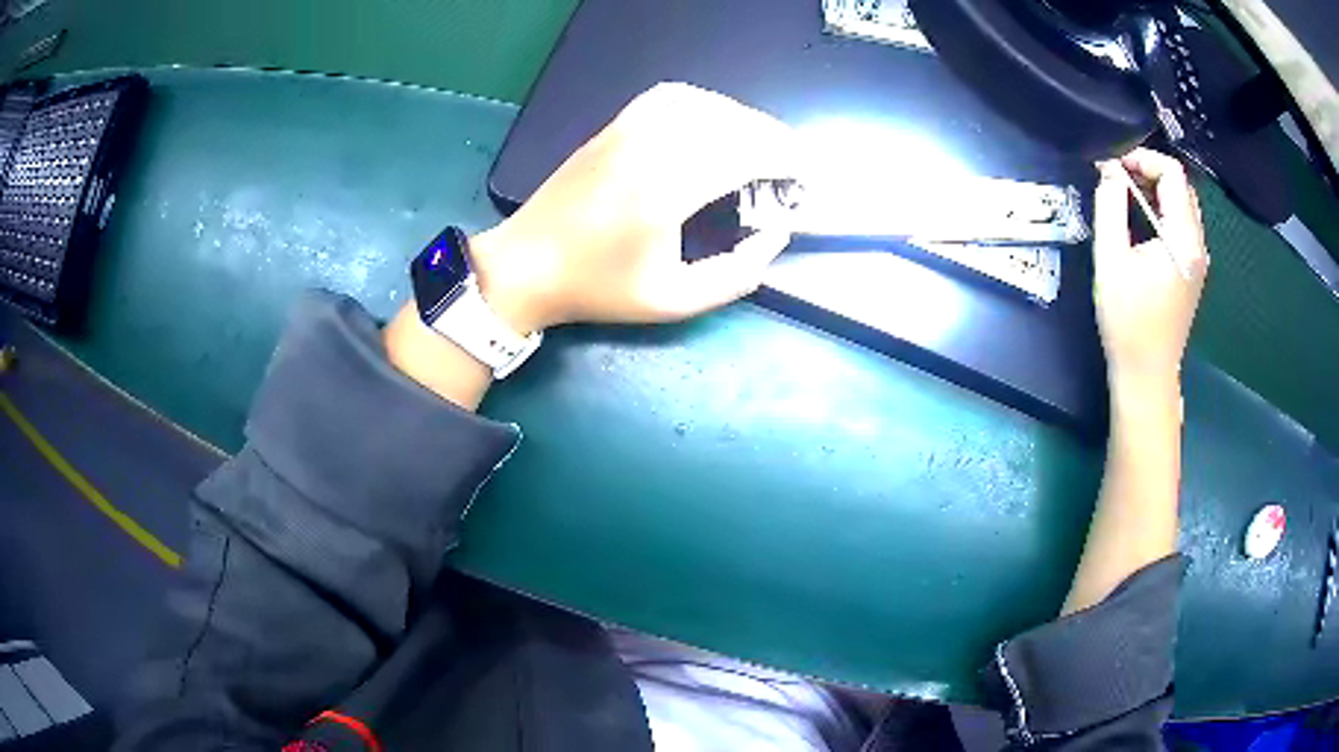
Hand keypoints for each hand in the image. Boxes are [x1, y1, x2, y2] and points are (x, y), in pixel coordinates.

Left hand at [470, 83, 799, 332]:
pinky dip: (704, 104)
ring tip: (760, 146)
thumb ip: (735, 275)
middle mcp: (650, 145)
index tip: (804, 178)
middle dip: (772, 139)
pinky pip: (670, 97)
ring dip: (742, 119)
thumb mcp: (673, 301)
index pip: (744, 153)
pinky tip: (714, 123)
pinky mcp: (614, 125)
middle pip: (730, 123)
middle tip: (791, 167)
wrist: (527, 264)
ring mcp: (628, 129)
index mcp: (666, 189)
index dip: (784, 160)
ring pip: (703, 104)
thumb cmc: (598, 288)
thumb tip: (774, 236)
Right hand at [1093, 149, 1208, 393]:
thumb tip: (1109, 170)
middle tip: (1118, 178)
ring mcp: (1199, 260)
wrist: (1146, 374)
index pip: (1174, 175)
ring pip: (1183, 205)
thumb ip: (1110, 207)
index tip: (1115, 167)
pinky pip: (1182, 225)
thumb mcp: (1111, 260)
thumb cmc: (1127, 321)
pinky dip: (1162, 211)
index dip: (1144, 159)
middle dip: (1149, 171)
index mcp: (1184, 241)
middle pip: (1181, 186)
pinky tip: (1140, 222)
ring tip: (1126, 196)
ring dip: (1156, 190)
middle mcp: (1198, 246)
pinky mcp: (1193, 270)